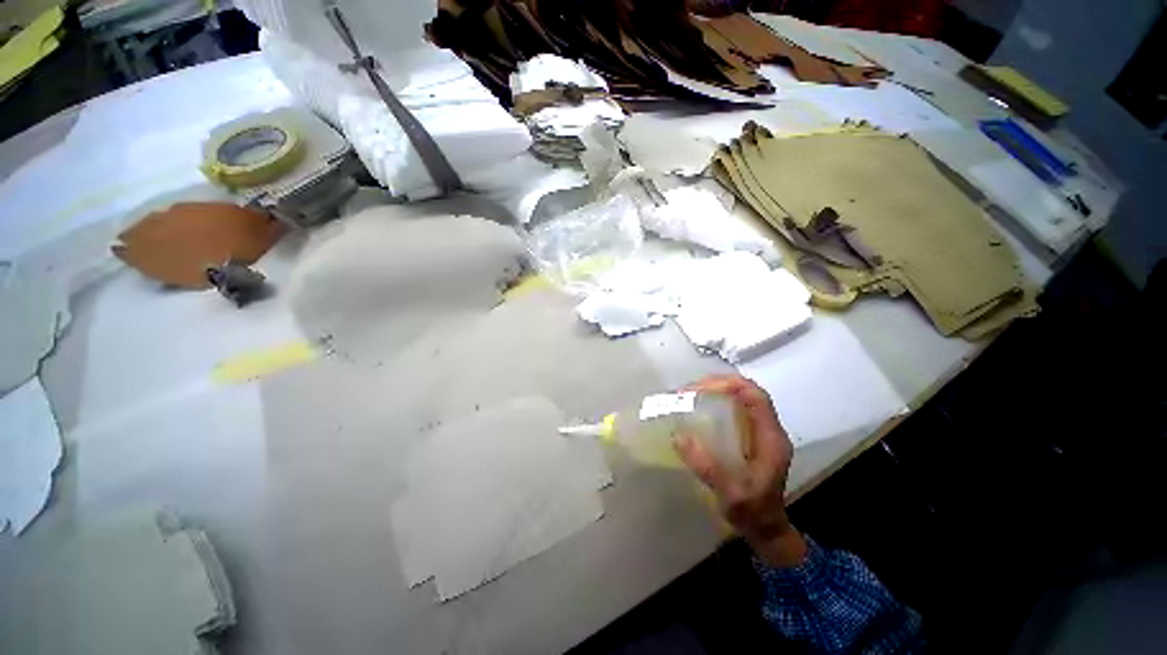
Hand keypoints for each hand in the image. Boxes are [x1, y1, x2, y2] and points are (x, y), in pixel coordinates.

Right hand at [674, 374, 807, 566]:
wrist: (767, 530)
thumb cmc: (753, 513)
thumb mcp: (730, 494)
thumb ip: (707, 467)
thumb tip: (678, 437)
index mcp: (770, 438)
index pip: (756, 396)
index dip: (729, 385)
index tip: (700, 389)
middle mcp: (768, 429)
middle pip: (745, 391)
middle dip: (716, 385)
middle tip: (687, 392)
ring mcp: (760, 431)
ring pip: (739, 397)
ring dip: (714, 391)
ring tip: (688, 396)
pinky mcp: (751, 436)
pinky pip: (733, 409)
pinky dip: (715, 402)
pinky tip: (697, 409)